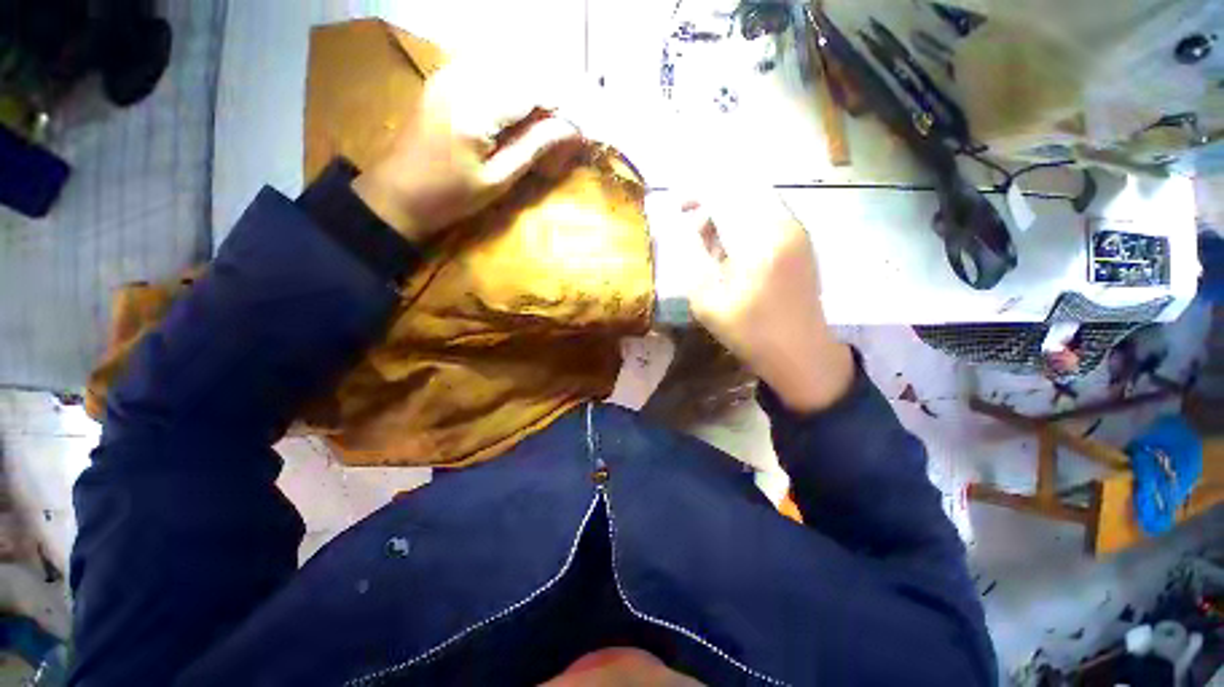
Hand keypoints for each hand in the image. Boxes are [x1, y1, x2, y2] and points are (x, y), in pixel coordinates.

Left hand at [353, 61, 582, 241]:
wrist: (399, 193)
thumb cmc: (451, 196)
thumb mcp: (498, 180)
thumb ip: (534, 147)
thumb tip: (569, 129)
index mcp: (477, 109)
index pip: (533, 89)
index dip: (561, 104)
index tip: (579, 126)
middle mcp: (463, 79)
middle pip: (521, 70)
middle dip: (548, 94)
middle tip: (564, 125)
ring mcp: (450, 74)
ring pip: (505, 64)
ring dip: (531, 87)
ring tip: (544, 118)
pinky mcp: (444, 78)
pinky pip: (486, 67)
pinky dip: (509, 83)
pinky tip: (517, 108)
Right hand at [682, 193, 854, 413]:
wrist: (801, 353)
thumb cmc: (751, 333)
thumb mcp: (708, 303)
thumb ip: (697, 260)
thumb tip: (697, 231)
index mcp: (760, 242)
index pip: (727, 196)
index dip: (700, 193)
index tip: (680, 204)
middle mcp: (785, 226)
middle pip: (745, 191)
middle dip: (714, 199)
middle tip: (692, 220)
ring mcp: (798, 233)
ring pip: (758, 202)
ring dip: (730, 212)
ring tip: (710, 239)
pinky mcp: (802, 243)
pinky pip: (769, 217)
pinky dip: (745, 222)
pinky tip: (732, 247)